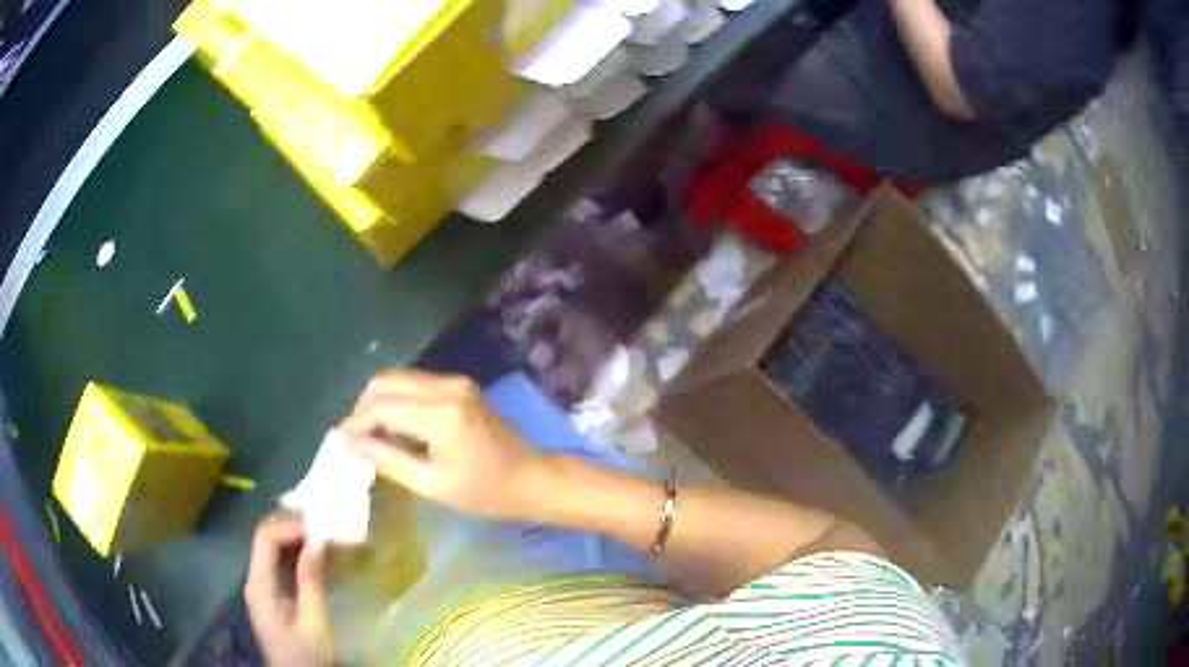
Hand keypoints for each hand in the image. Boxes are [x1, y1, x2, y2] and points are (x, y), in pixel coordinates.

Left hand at [245, 514, 333, 666]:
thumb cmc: (306, 655)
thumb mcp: (314, 621)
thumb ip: (311, 580)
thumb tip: (317, 540)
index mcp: (259, 585)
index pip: (266, 539)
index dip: (289, 526)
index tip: (319, 527)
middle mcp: (254, 580)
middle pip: (265, 540)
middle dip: (291, 527)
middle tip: (322, 523)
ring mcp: (261, 588)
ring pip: (271, 550)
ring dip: (294, 539)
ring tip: (321, 534)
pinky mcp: (270, 596)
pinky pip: (278, 565)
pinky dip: (295, 555)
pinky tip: (314, 555)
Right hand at [339, 370, 541, 520]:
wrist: (531, 479)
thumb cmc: (485, 492)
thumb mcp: (431, 485)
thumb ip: (387, 459)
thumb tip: (347, 442)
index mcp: (440, 414)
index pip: (381, 406)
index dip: (355, 423)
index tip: (341, 443)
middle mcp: (447, 387)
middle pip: (385, 381)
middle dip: (363, 407)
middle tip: (356, 439)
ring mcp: (456, 381)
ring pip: (398, 378)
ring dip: (378, 401)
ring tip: (371, 434)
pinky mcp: (460, 385)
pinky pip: (415, 383)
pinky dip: (397, 399)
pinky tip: (394, 425)